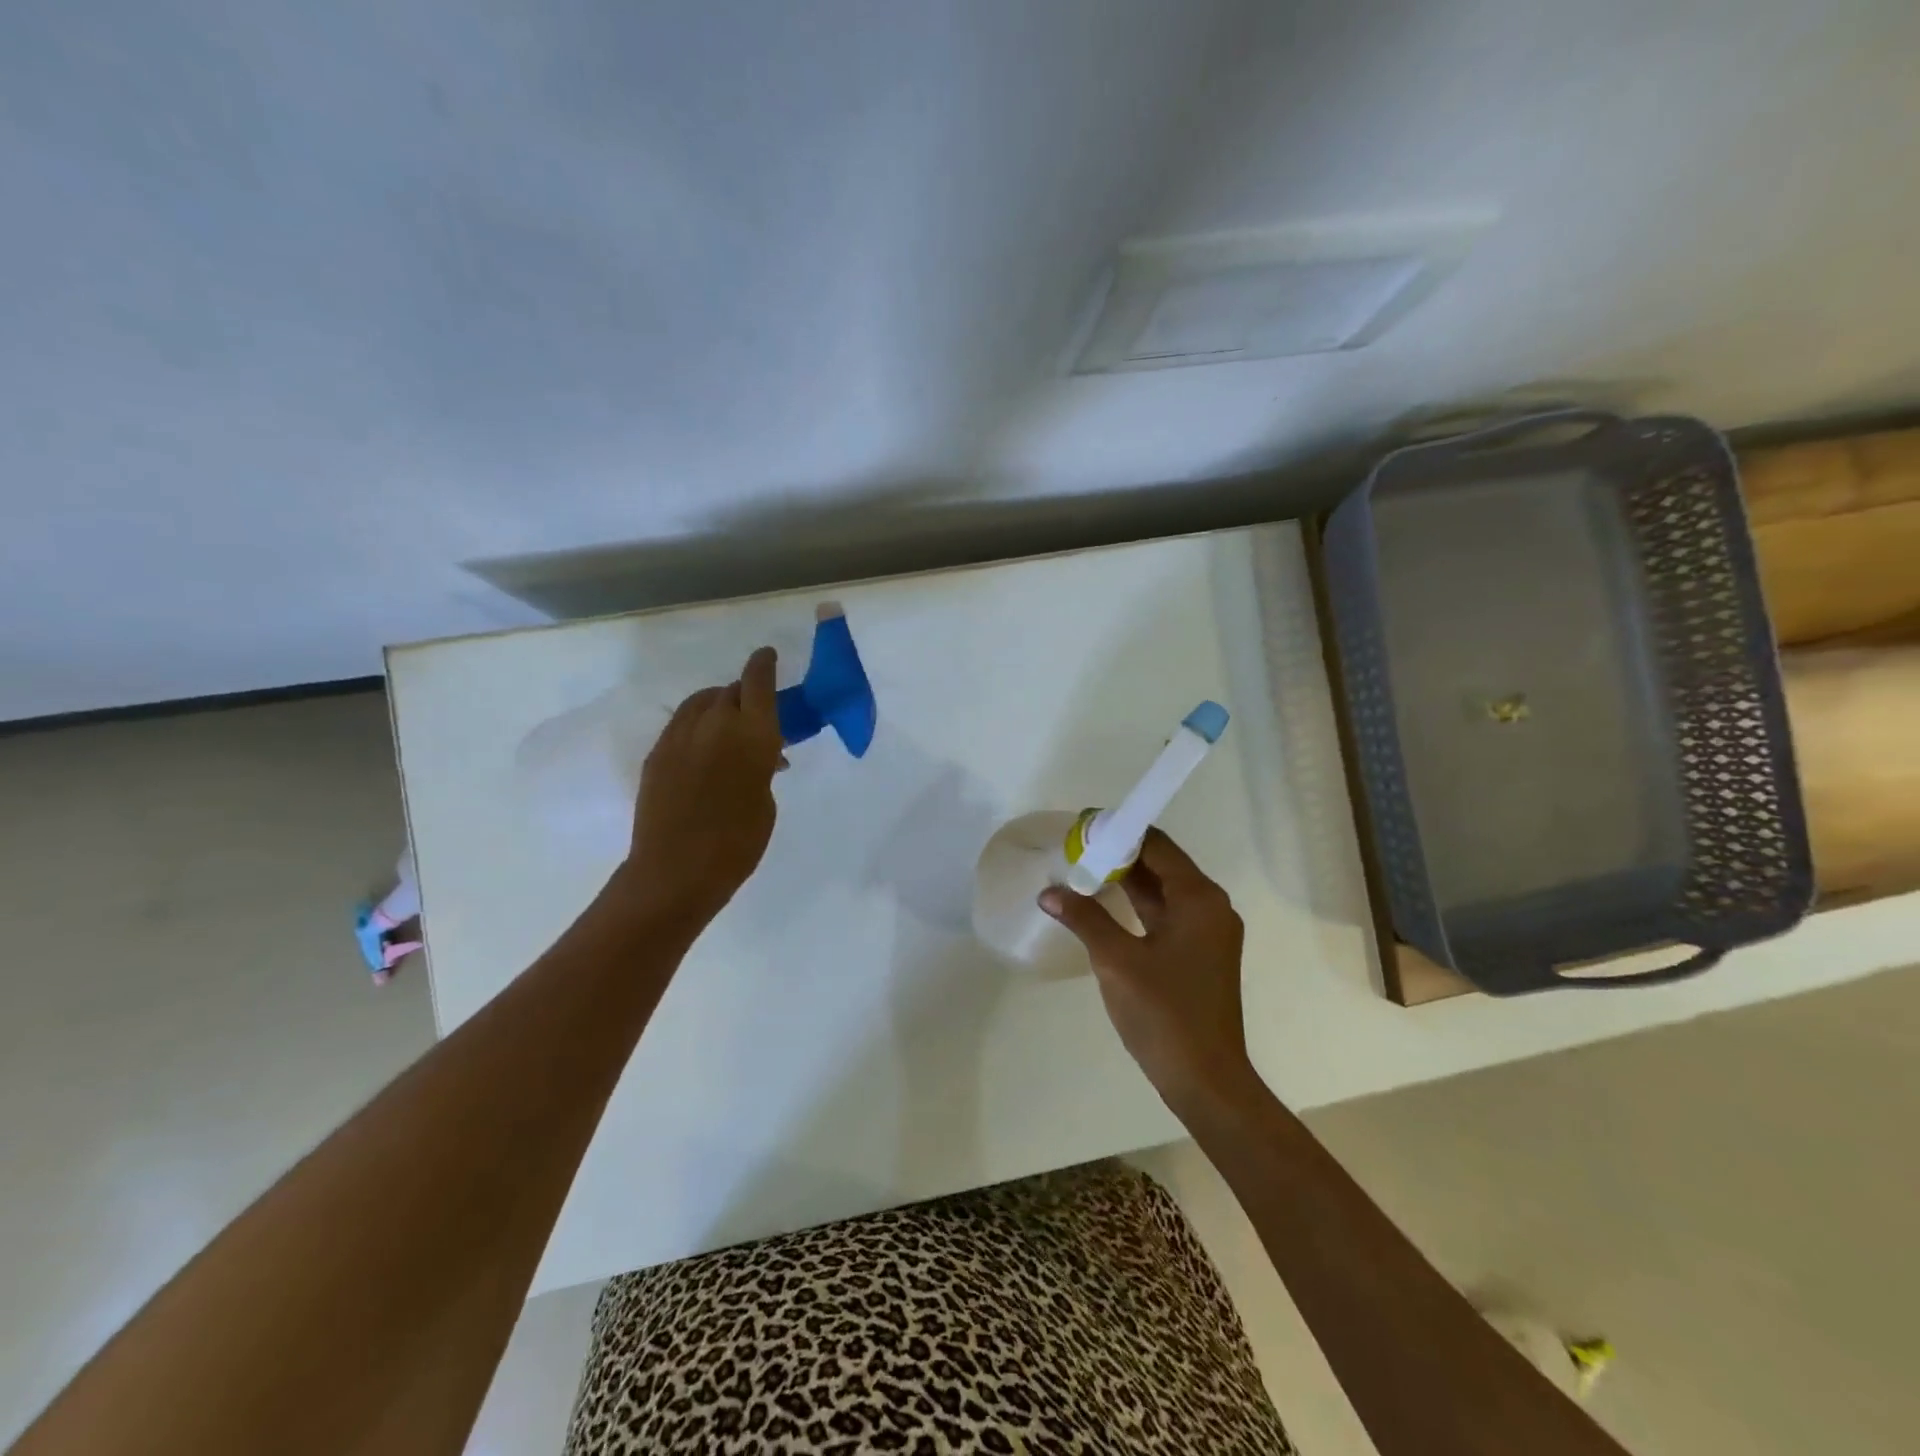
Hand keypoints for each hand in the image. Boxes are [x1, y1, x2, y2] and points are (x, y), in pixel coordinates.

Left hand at [621, 646, 785, 926]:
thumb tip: (760, 757)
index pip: (757, 682)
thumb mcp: (765, 801)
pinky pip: (681, 724)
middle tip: (754, 713)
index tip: (767, 655)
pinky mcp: (657, 753)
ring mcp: (680, 737)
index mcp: (752, 734)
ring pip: (701, 702)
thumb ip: (763, 768)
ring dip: (717, 705)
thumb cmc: (738, 843)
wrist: (676, 871)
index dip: (763, 664)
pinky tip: (703, 748)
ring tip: (726, 725)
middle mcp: (715, 724)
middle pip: (729, 690)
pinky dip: (696, 725)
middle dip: (744, 694)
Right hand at [1039, 829, 1257, 1114]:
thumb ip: (1084, 918)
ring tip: (1082, 870)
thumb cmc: (1164, 1014)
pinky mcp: (1199, 954)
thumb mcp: (1117, 961)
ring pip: (1162, 891)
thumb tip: (1048, 892)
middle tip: (1076, 848)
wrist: (1206, 1081)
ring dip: (1126, 880)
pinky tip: (1104, 906)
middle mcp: (1209, 907)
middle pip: (1162, 864)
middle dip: (1119, 854)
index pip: (1157, 845)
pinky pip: (1165, 915)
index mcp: (1198, 898)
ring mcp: (1207, 932)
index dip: (1120, 832)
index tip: (1082, 828)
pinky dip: (1136, 905)